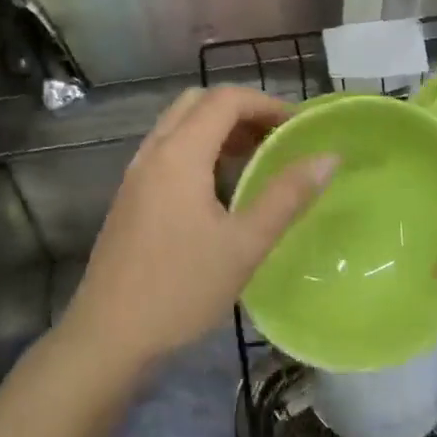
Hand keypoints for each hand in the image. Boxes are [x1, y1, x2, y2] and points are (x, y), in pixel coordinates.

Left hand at [61, 86, 337, 377]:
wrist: (108, 337)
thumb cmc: (180, 289)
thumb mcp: (244, 245)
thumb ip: (287, 196)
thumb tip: (328, 157)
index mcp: (179, 154)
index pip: (225, 99)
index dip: (266, 103)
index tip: (298, 127)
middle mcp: (153, 152)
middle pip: (198, 102)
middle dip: (241, 110)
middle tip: (276, 138)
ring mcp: (136, 174)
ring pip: (179, 125)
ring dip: (218, 128)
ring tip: (256, 160)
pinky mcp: (130, 197)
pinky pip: (167, 150)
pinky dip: (198, 148)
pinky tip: (220, 189)